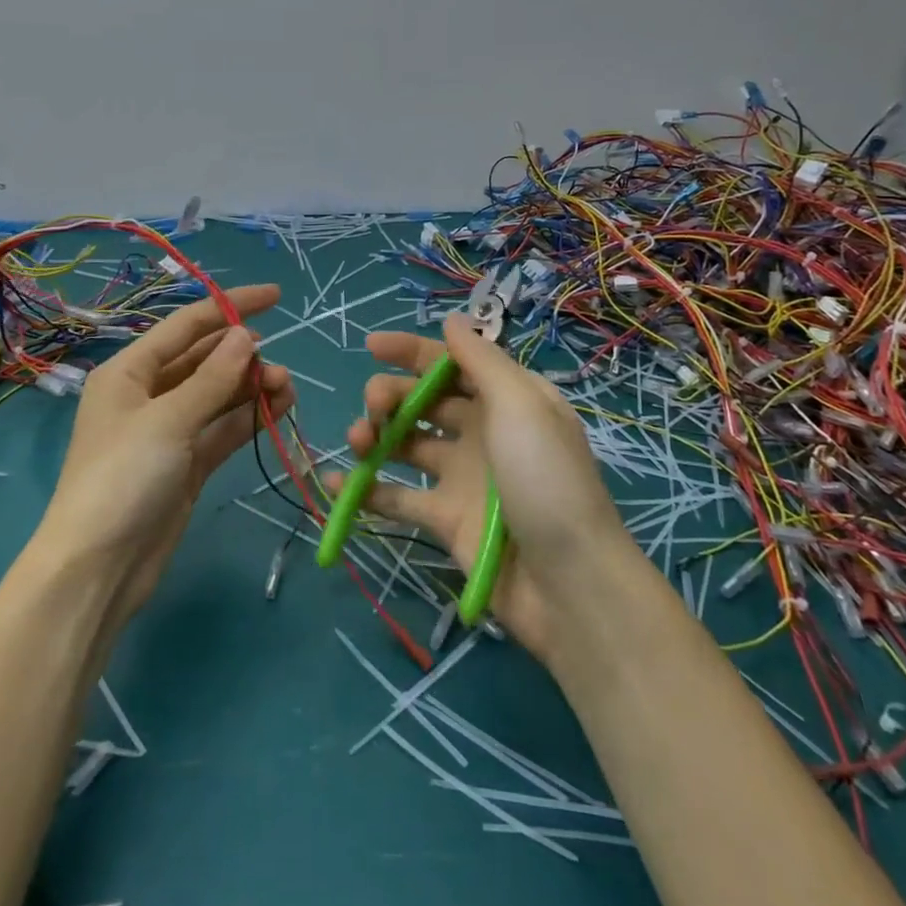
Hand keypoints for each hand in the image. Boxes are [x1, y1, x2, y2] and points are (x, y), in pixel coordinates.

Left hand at [33, 285, 293, 631]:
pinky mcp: (187, 463)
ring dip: (252, 387)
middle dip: (245, 356)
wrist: (97, 569)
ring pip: (219, 394)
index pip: (188, 325)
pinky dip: (249, 417)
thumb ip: (213, 378)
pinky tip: (278, 409)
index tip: (276, 296)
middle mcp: (149, 394)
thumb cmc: (122, 479)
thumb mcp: (168, 421)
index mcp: (130, 371)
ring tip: (286, 389)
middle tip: (281, 370)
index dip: (231, 307)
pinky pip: (223, 428)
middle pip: (205, 359)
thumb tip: (247, 335)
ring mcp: (169, 430)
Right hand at [330, 314, 627, 663]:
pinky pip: (398, 496)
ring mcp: (462, 477)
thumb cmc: (546, 480)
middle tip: (374, 407)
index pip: (453, 363)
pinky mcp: (446, 519)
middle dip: (391, 394)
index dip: (413, 351)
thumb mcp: (522, 405)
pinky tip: (336, 481)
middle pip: (424, 400)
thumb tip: (452, 320)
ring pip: (406, 444)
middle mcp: (483, 432)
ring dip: (375, 435)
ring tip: (358, 440)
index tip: (371, 346)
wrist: (569, 585)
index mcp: (507, 400)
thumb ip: (481, 360)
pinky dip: (366, 489)